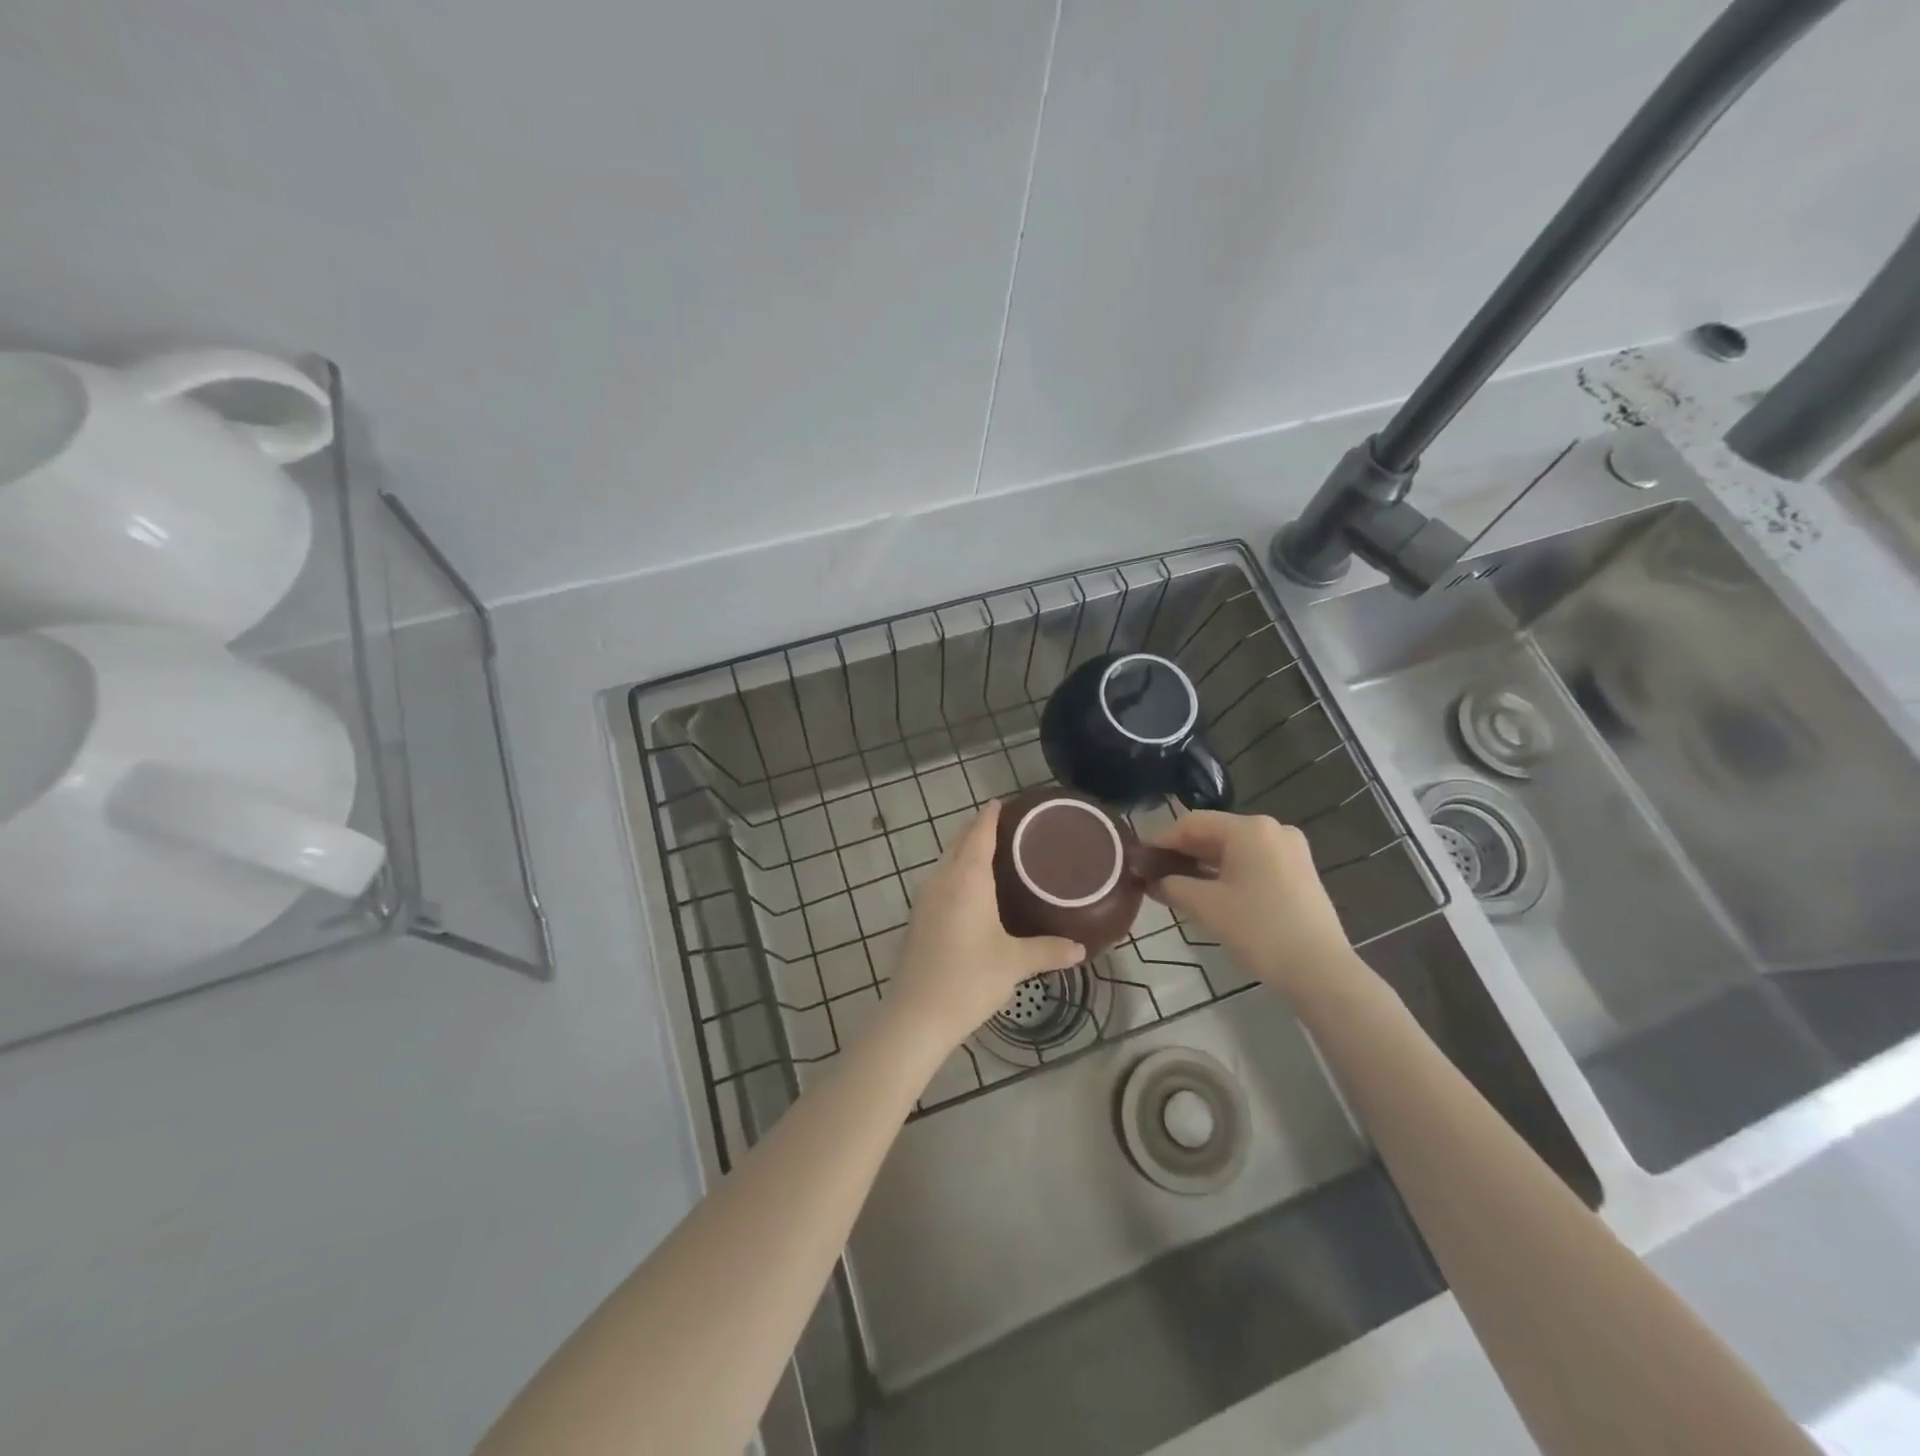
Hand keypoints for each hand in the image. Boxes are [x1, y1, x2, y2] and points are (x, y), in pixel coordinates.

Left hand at [886, 802, 1084, 1049]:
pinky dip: (956, 872)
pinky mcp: (918, 918)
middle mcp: (943, 880)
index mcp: (967, 879)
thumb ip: (1048, 950)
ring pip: (947, 861)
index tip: (1005, 802)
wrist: (916, 1015)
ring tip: (994, 853)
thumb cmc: (969, 979)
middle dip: (979, 829)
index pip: (979, 833)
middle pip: (960, 842)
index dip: (991, 815)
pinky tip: (971, 890)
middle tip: (1008, 826)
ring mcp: (925, 898)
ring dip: (966, 850)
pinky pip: (940, 881)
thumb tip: (1080, 948)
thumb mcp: (1015, 963)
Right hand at [1146, 811, 1358, 1000]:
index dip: (1161, 840)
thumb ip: (1171, 886)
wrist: (1320, 971)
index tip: (1138, 857)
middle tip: (1153, 872)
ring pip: (1234, 849)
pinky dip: (1228, 872)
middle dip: (1182, 852)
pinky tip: (1209, 891)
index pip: (1192, 824)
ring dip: (1203, 864)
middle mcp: (1272, 829)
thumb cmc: (1258, 930)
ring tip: (1175, 884)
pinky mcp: (1299, 872)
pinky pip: (1253, 862)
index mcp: (1249, 828)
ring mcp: (1290, 850)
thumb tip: (1151, 880)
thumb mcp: (1205, 906)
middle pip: (1214, 833)